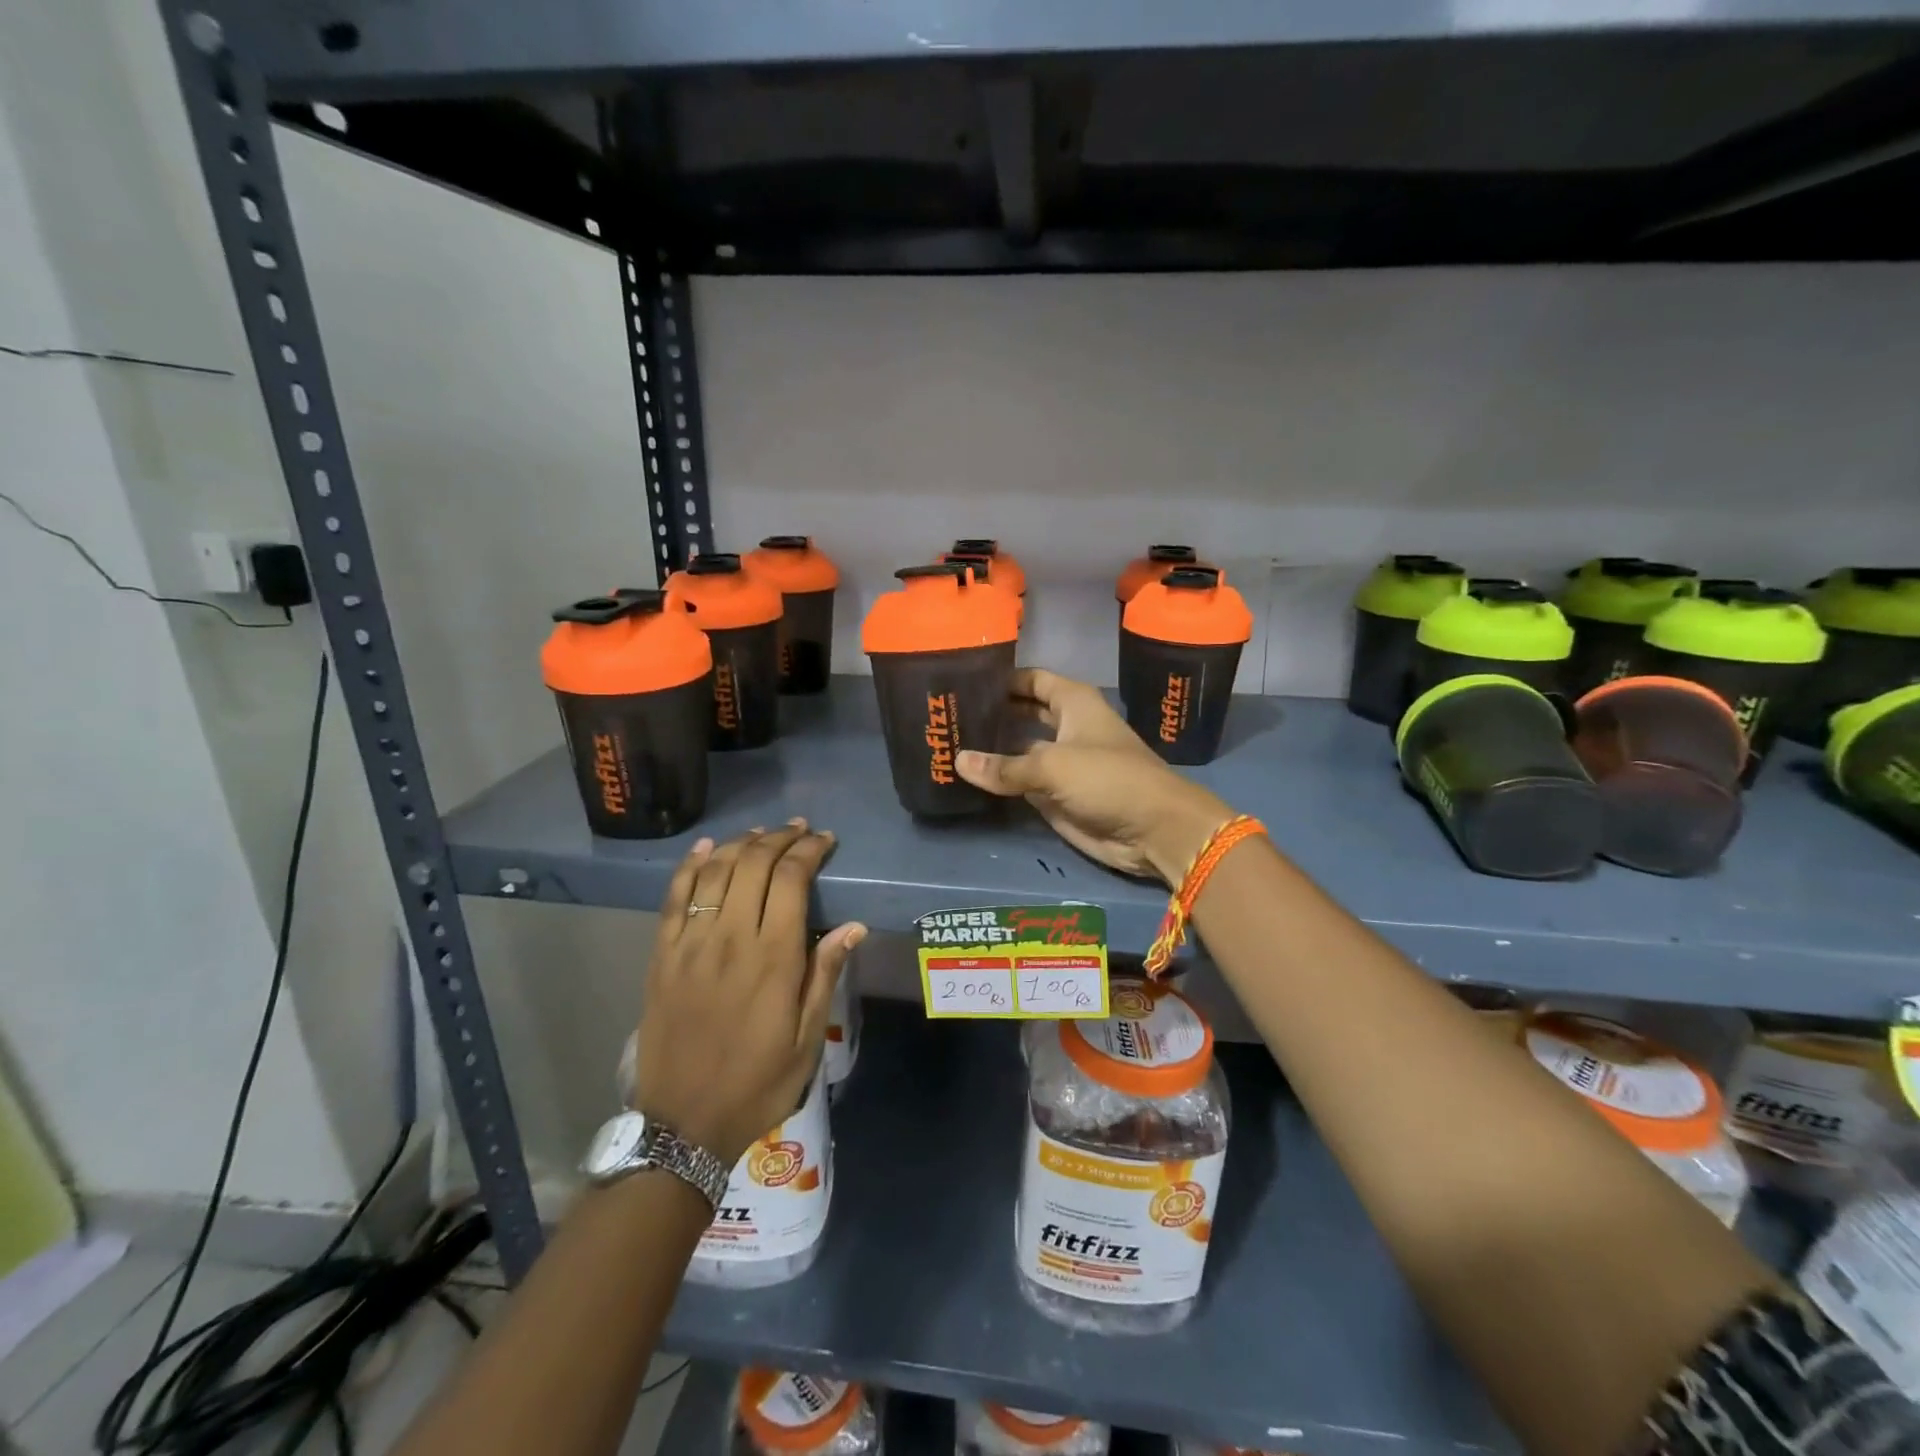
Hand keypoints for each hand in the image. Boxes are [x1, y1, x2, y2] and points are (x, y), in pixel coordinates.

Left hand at [632, 822, 865, 1165]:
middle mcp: (730, 939)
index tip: (824, 841)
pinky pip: (674, 897)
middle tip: (798, 830)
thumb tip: (853, 926)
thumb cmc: (757, 1084)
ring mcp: (690, 945)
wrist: (682, 1125)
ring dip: (741, 844)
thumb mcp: (806, 1039)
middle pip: (753, 865)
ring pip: (715, 872)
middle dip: (779, 839)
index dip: (808, 851)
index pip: (791, 880)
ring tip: (762, 834)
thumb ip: (825, 975)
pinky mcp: (662, 956)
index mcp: (773, 958)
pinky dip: (690, 866)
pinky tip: (706, 848)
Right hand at [956, 668, 1233, 885]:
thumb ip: (1005, 766)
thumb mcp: (1053, 766)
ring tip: (946, 741)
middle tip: (946, 712)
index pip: (1031, 679)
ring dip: (989, 748)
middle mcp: (1065, 727)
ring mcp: (1059, 762)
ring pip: (1017, 749)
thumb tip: (958, 760)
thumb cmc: (1109, 779)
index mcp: (1073, 703)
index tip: (962, 678)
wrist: (1152, 830)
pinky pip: (1019, 782)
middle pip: (1021, 712)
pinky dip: (997, 779)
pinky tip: (965, 775)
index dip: (1002, 677)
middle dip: (991, 712)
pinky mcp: (1055, 794)